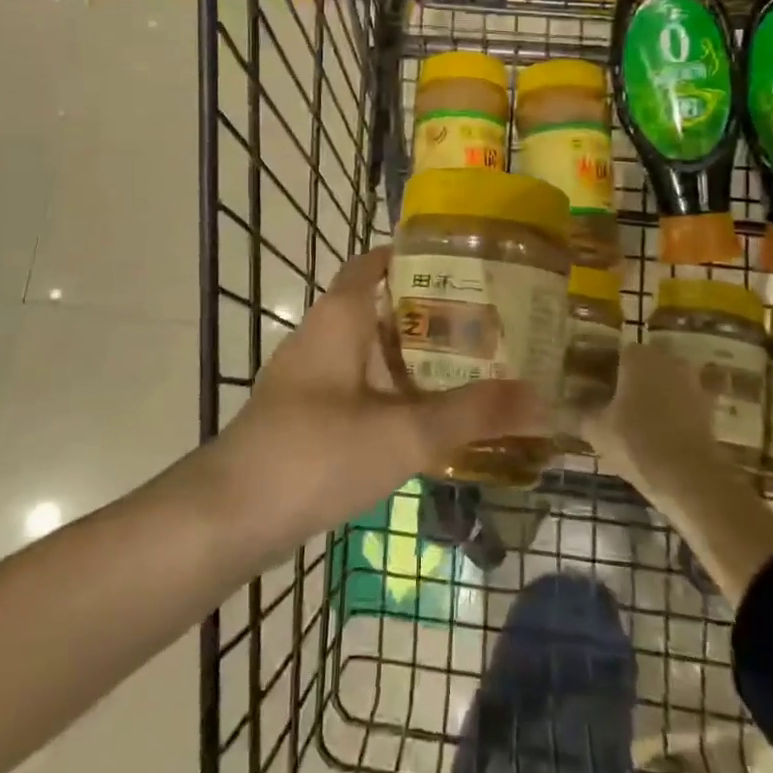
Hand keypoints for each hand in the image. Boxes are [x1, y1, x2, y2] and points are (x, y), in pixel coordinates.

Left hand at [220, 246, 547, 542]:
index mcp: (340, 316)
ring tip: (471, 364)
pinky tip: (427, 415)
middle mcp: (322, 334)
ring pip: (371, 349)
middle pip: (381, 305)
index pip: (377, 261)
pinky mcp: (305, 412)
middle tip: (489, 319)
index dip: (417, 255)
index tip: (467, 263)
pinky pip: (359, 384)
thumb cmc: (316, 452)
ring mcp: (309, 375)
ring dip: (414, 354)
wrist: (230, 516)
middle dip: (431, 311)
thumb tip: (543, 400)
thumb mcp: (405, 433)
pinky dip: (394, 388)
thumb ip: (474, 415)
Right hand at [583, 343, 772, 601]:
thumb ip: (578, 413)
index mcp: (637, 355)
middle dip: (628, 380)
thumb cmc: (636, 441)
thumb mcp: (596, 429)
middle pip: (642, 365)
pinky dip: (675, 412)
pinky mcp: (709, 407)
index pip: (614, 353)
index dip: (600, 370)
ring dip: (653, 395)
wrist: (690, 476)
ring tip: (635, 420)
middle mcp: (667, 359)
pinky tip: (661, 431)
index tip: (590, 388)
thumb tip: (557, 407)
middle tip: (611, 403)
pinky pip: (684, 403)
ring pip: (665, 382)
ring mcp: (692, 381)